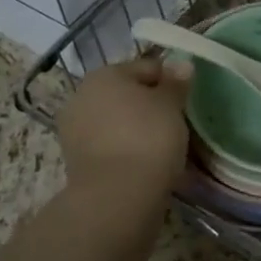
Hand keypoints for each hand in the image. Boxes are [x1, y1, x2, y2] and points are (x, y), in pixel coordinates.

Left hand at [56, 55, 191, 201]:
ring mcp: (75, 131)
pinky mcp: (76, 162)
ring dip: (137, 130)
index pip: (146, 68)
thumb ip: (176, 83)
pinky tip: (145, 164)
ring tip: (163, 148)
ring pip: (117, 122)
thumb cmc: (148, 138)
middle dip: (150, 106)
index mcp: (104, 74)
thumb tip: (181, 64)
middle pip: (127, 95)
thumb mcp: (171, 105)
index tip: (186, 102)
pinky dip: (126, 151)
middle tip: (176, 125)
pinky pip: (110, 147)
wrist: (117, 196)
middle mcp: (82, 96)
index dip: (170, 82)